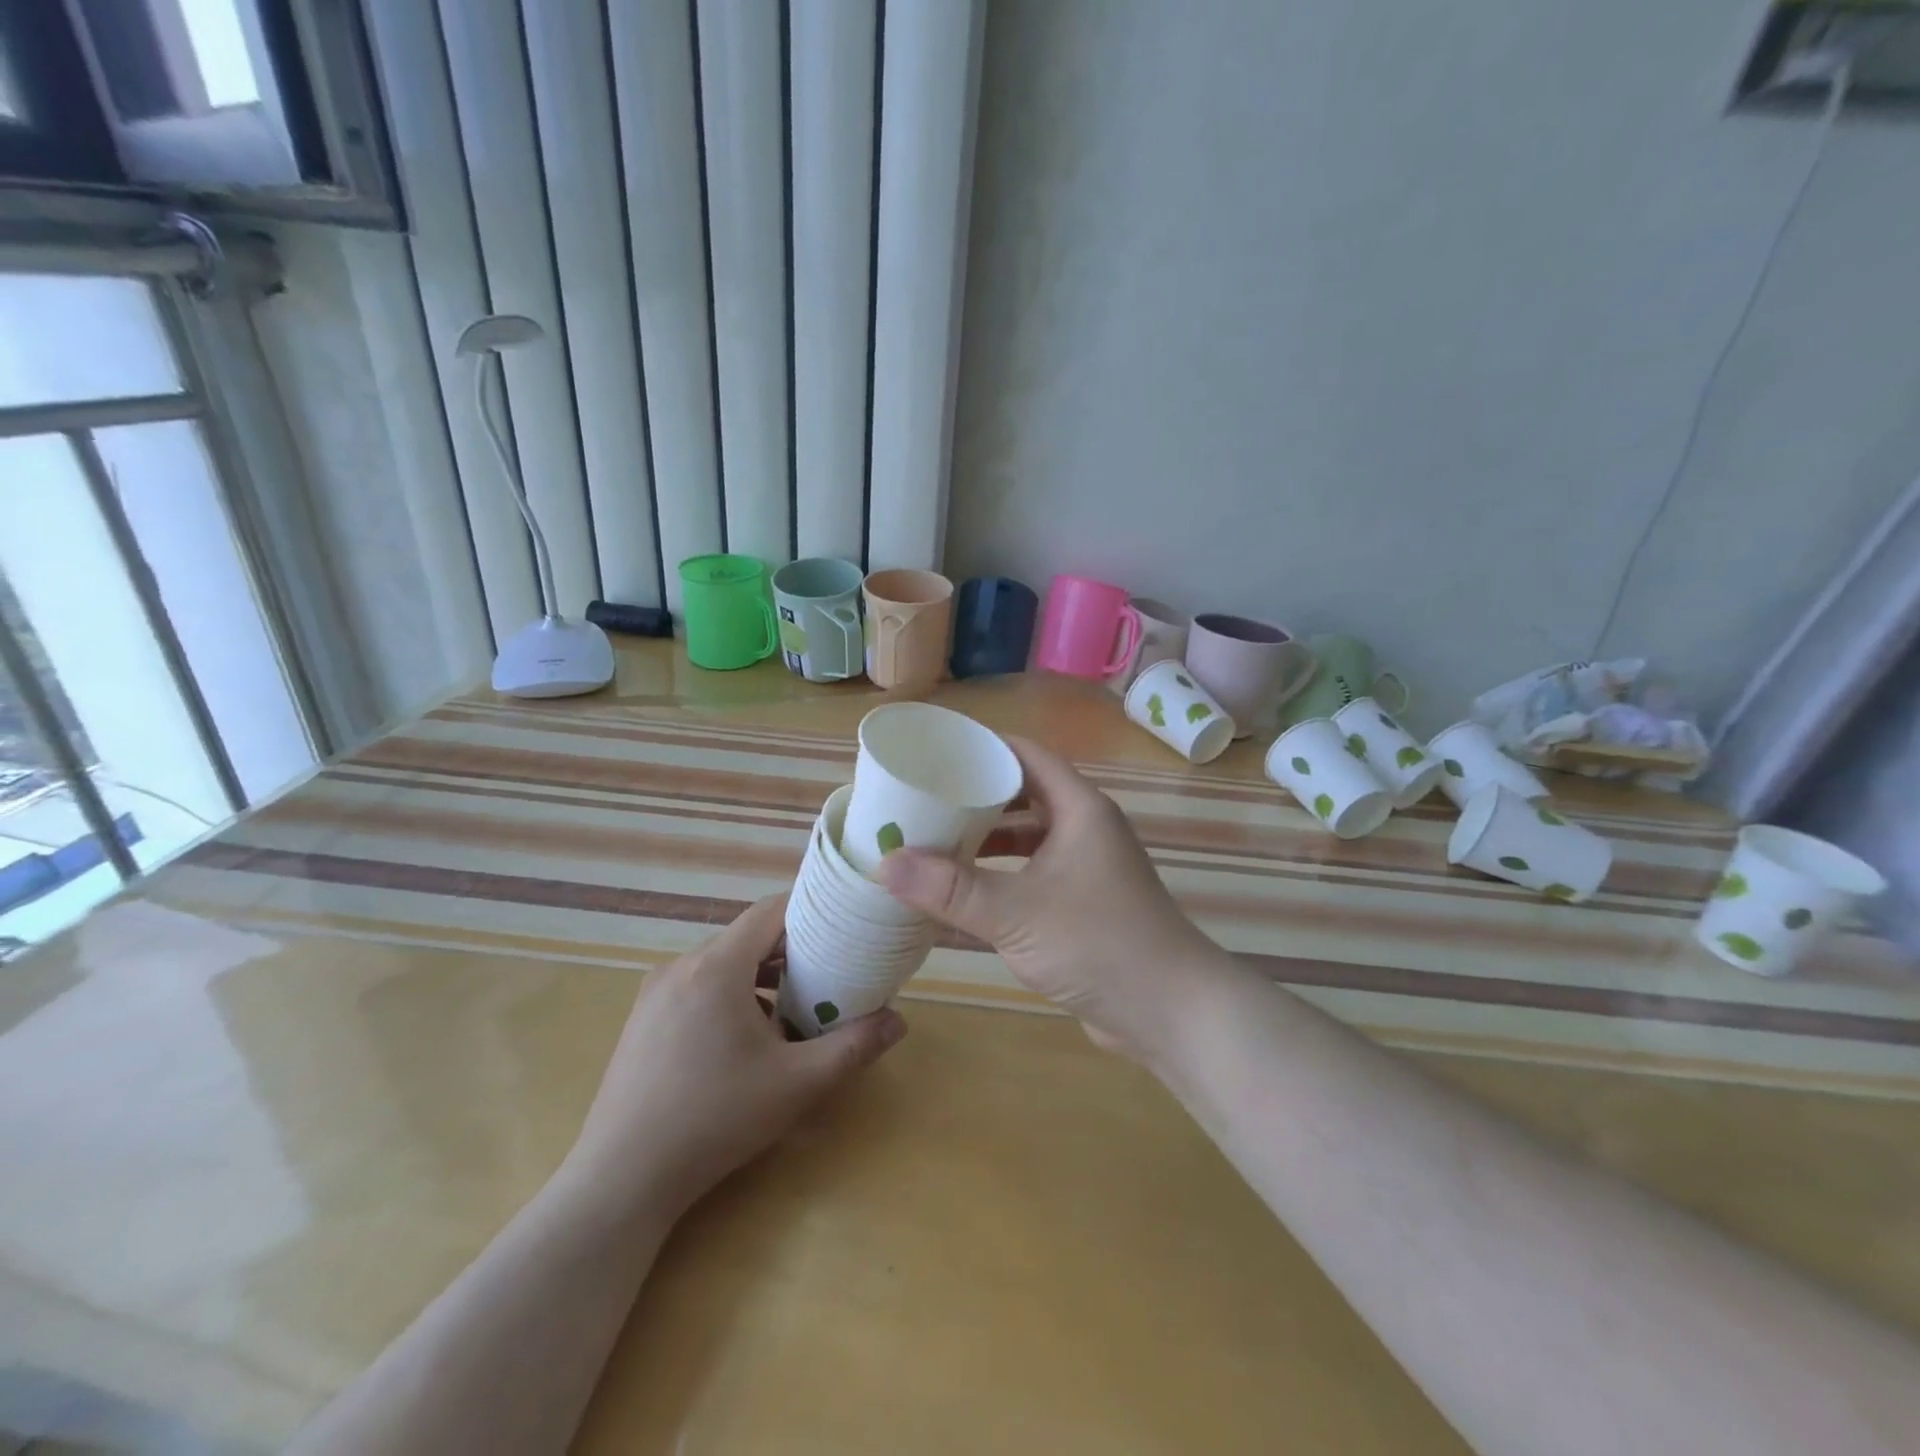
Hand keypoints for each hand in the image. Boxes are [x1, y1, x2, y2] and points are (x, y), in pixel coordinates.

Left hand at [565, 896, 905, 1216]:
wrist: (620, 1180)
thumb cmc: (714, 1119)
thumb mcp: (796, 1084)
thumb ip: (852, 1047)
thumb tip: (899, 1021)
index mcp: (717, 966)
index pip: (770, 910)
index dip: (810, 910)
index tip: (843, 924)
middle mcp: (682, 966)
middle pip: (747, 937)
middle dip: (791, 949)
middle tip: (830, 972)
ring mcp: (656, 993)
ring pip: (721, 963)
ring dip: (760, 976)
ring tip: (794, 1008)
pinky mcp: (643, 1020)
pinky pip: (698, 987)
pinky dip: (730, 995)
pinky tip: (747, 1040)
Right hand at [875, 737, 1230, 1062]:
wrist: (1171, 1011)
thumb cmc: (1097, 942)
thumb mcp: (1015, 912)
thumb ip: (949, 889)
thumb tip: (884, 863)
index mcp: (1079, 809)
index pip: (1027, 756)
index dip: (984, 748)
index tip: (935, 752)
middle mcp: (1085, 830)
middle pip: (1023, 797)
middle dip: (974, 799)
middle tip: (922, 801)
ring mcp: (1086, 870)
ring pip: (1026, 842)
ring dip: (984, 843)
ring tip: (932, 845)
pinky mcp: (1082, 908)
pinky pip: (1031, 879)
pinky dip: (998, 882)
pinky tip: (960, 898)